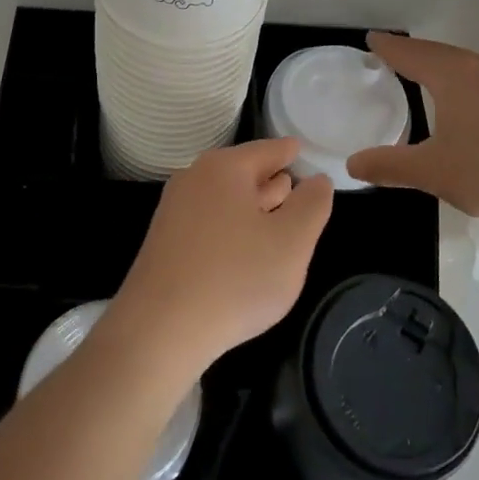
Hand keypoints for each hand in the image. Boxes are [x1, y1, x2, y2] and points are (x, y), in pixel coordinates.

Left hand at [107, 138, 335, 373]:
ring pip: (224, 199)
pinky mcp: (164, 242)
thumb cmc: (236, 278)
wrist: (160, 330)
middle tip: (294, 185)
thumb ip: (312, 205)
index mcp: (224, 168)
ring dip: (252, 207)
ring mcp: (174, 211)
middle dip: (270, 180)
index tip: (302, 150)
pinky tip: (244, 252)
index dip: (290, 152)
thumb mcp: (292, 242)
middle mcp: (194, 179)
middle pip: (242, 172)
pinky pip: (208, 222)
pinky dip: (231, 228)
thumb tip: (318, 181)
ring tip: (275, 214)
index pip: (267, 150)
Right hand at [346, 32, 478, 223]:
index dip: (389, 47)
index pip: (412, 54)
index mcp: (454, 76)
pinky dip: (469, 80)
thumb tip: (352, 165)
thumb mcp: (433, 172)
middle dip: (416, 53)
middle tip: (395, 55)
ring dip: (445, 65)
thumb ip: (390, 166)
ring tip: (429, 75)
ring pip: (469, 63)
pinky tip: (472, 100)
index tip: (372, 39)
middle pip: (441, 53)